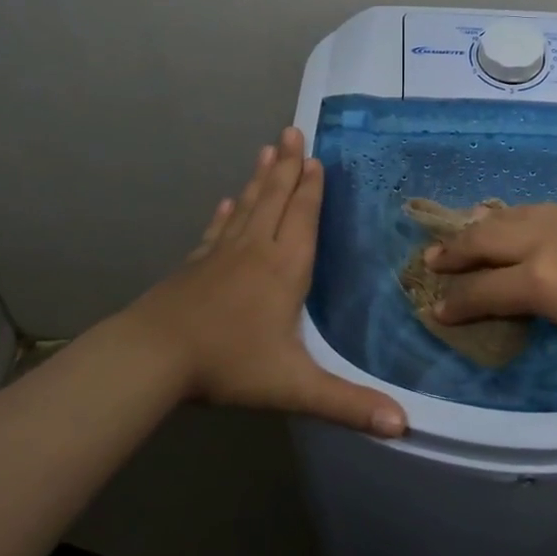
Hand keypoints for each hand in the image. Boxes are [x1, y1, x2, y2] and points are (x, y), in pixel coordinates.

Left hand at [117, 127, 406, 436]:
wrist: (153, 357)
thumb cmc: (229, 364)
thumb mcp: (294, 387)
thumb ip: (348, 403)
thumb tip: (403, 424)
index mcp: (285, 269)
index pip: (303, 218)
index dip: (311, 188)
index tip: (315, 157)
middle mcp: (256, 251)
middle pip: (276, 200)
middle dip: (288, 167)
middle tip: (293, 130)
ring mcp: (221, 255)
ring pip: (248, 207)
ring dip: (260, 178)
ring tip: (268, 148)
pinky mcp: (195, 266)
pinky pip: (217, 231)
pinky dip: (226, 214)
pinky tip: (228, 202)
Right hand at [427, 205, 556, 385]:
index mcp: (543, 281)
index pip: (484, 291)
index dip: (456, 303)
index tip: (436, 308)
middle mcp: (552, 240)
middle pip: (489, 238)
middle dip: (456, 251)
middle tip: (433, 259)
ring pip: (521, 214)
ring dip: (489, 226)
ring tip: (472, 233)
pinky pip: (556, 213)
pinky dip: (531, 222)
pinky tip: (532, 229)